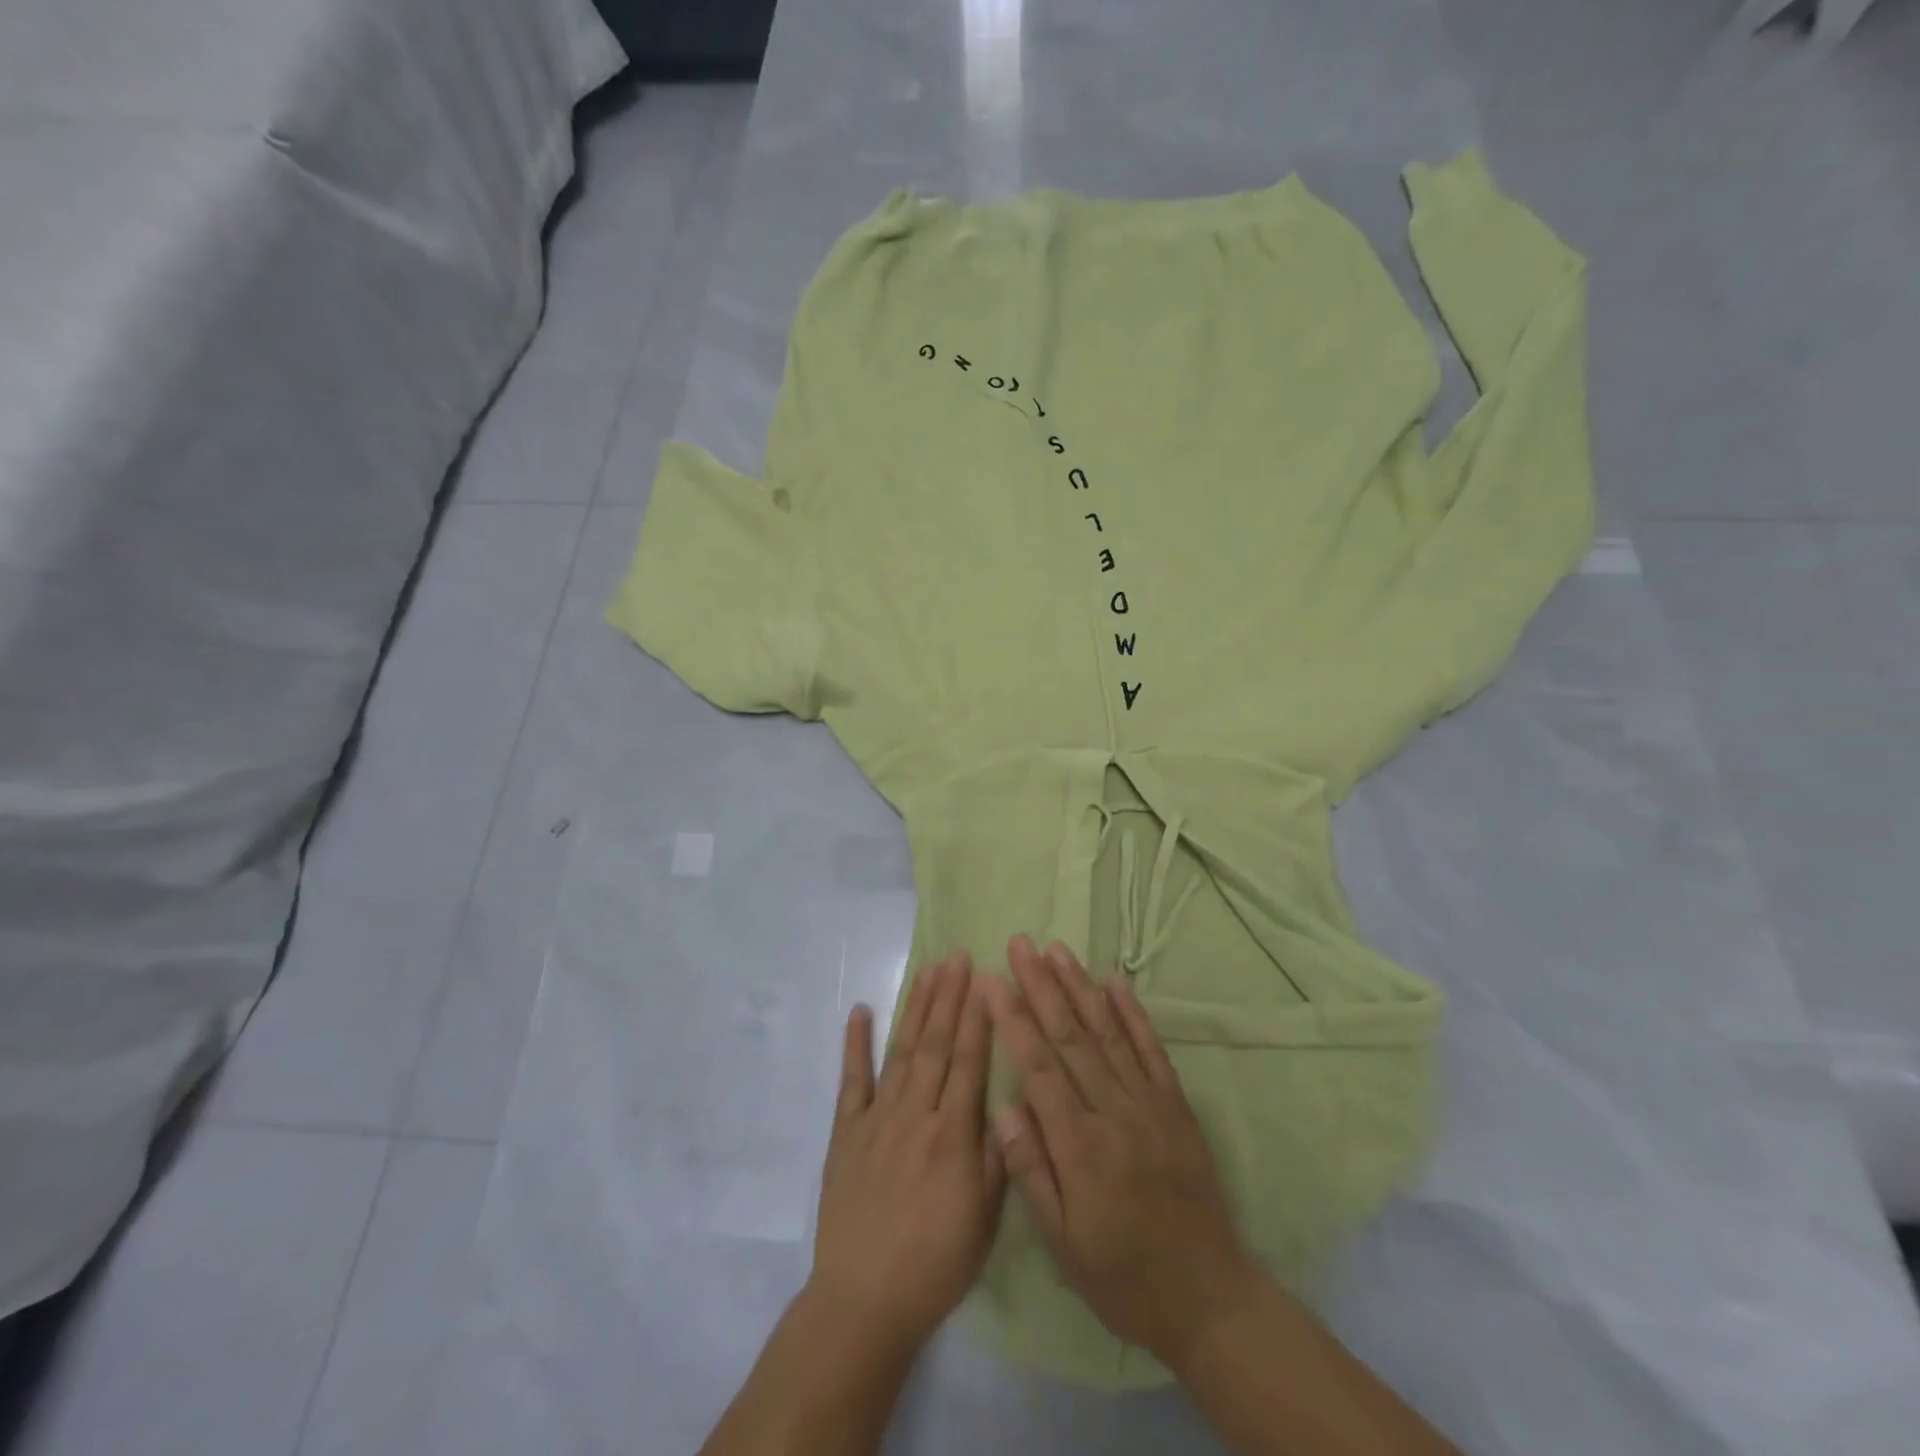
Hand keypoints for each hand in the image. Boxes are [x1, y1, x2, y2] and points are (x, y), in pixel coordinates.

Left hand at [807, 953, 1005, 1356]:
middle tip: (958, 956)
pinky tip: (860, 1010)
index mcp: (953, 1134)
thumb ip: (998, 1155)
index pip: (970, 1061)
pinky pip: (852, 1080)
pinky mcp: (846, 1131)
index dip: (978, 1017)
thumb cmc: (935, 1263)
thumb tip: (1010, 1099)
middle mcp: (916, 1114)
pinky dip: (855, 1044)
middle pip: (937, 1044)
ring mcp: (877, 1118)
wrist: (864, 1300)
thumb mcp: (985, 1219)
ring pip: (902, 1051)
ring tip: (928, 970)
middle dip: (949, 997)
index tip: (985, 979)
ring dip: (916, 1008)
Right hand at [981, 936, 1256, 1370]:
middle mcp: (1113, 1112)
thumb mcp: (1063, 1243)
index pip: (1037, 1067)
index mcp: (1079, 1146)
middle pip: (1070, 1037)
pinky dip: (1133, 1013)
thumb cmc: (1123, 1277)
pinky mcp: (1176, 1106)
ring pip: (1107, 1033)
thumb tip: (1003, 1106)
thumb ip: (1031, 1171)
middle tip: (1020, 944)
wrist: (1209, 1297)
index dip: (1012, 1019)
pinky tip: (1116, 982)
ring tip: (1057, 949)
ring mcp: (1149, 1104)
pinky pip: (1152, 1050)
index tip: (992, 980)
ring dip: (1080, 987)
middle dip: (1041, 986)